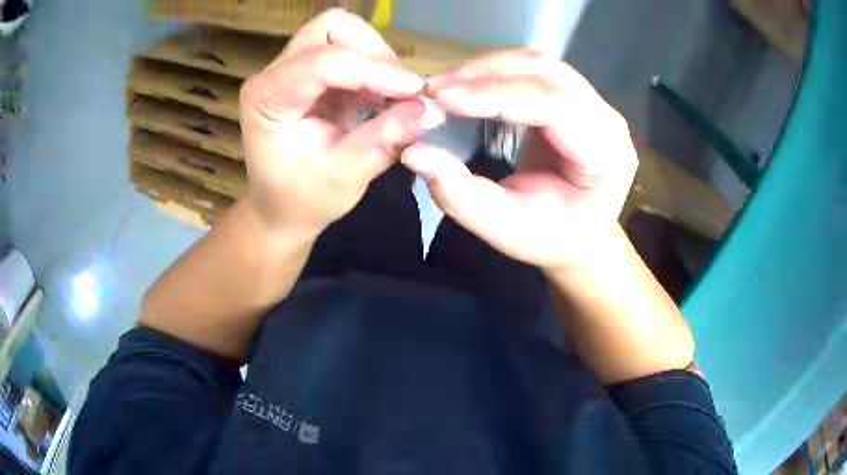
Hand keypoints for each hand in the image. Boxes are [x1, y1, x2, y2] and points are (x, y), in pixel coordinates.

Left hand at [239, 9, 430, 237]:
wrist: (282, 208)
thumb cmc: (302, 199)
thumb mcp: (343, 178)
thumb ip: (383, 141)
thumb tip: (431, 110)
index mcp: (267, 98)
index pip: (322, 61)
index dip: (374, 69)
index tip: (416, 91)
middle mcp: (274, 73)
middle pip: (330, 27)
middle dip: (372, 51)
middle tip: (397, 89)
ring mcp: (291, 68)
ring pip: (341, 31)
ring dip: (375, 57)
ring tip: (390, 96)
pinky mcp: (309, 71)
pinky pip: (349, 48)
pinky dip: (373, 67)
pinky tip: (381, 97)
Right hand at [402, 49, 637, 269]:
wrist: (579, 234)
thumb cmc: (550, 237)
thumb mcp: (506, 230)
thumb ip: (463, 197)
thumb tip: (414, 154)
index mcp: (607, 155)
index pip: (555, 106)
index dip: (496, 95)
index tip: (440, 96)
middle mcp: (608, 120)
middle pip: (548, 73)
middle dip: (486, 74)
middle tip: (434, 90)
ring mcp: (595, 103)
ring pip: (539, 63)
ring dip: (488, 68)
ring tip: (446, 88)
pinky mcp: (575, 97)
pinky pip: (533, 70)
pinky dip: (496, 72)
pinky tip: (468, 86)